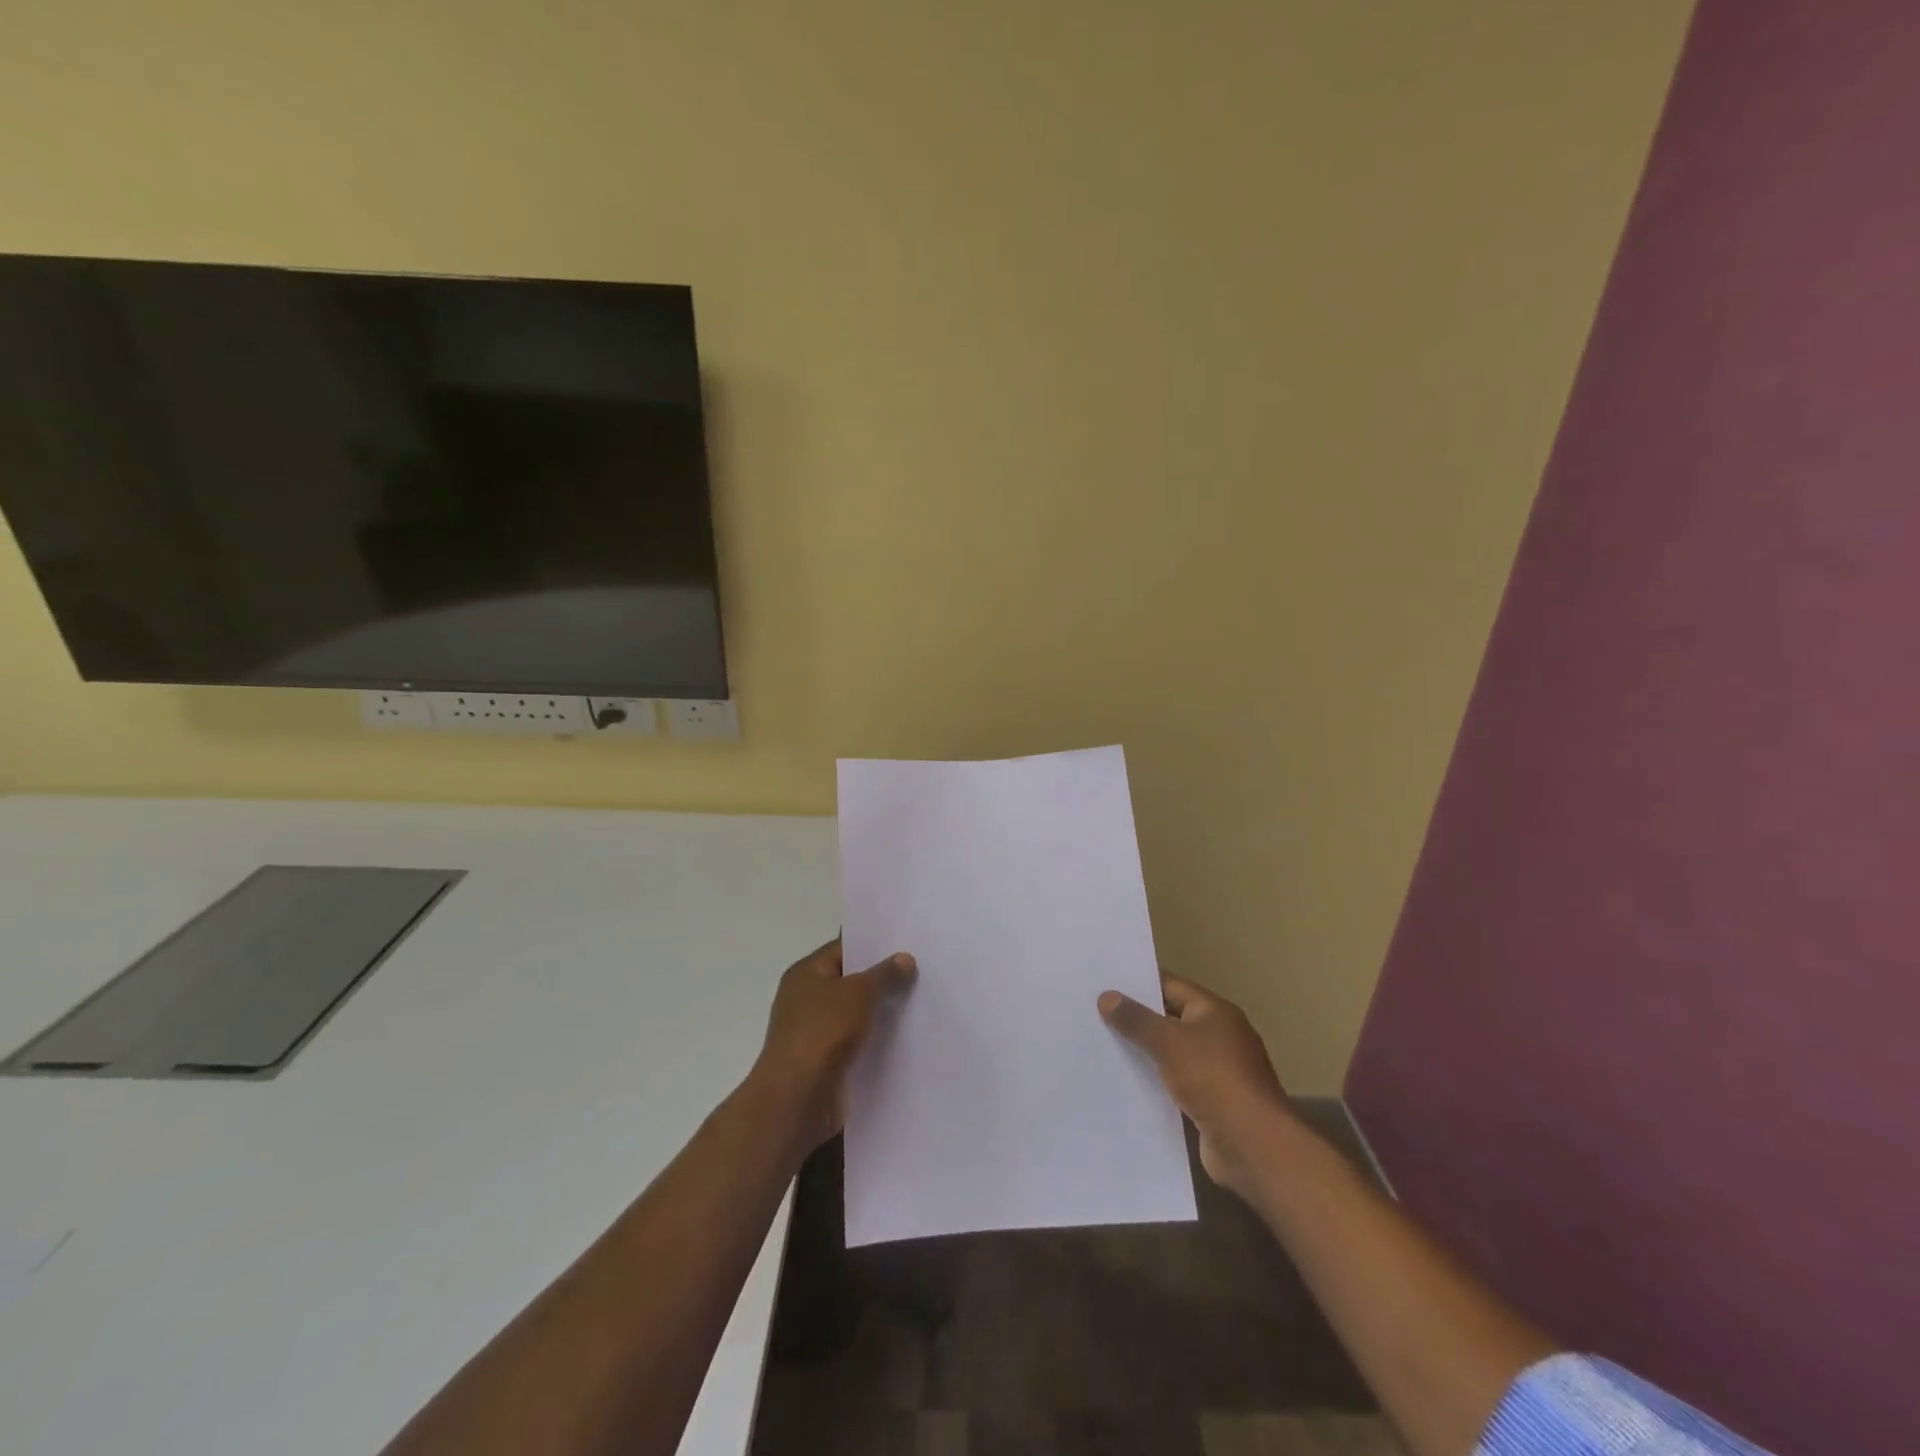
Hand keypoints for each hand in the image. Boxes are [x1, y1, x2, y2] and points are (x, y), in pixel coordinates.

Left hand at [751, 938, 916, 1152]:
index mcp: (805, 973)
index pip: (843, 948)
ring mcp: (815, 1032)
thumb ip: (884, 974)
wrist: (797, 1100)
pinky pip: (857, 1042)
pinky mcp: (826, 1062)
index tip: (907, 943)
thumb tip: (905, 958)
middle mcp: (806, 999)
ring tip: (921, 1002)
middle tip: (921, 971)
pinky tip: (906, 1038)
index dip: (873, 945)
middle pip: (850, 981)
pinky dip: (876, 1040)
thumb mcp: (859, 993)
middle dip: (882, 979)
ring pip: (856, 1014)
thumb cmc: (822, 1032)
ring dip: (881, 1012)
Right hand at [1098, 975, 1290, 1196]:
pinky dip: (1152, 1083)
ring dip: (1142, 1053)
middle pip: (1169, 1020)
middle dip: (1135, 1019)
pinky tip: (1122, 1085)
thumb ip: (1136, 1019)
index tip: (1104, 983)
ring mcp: (1216, 1072)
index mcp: (1215, 1012)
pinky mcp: (1209, 1104)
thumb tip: (1106, 996)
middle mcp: (1218, 1037)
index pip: (1170, 986)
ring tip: (1100, 1047)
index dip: (1138, 983)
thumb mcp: (1169, 1042)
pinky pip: (1173, 1085)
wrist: (1253, 1146)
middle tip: (1093, 1014)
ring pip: (1170, 1055)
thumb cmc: (1214, 1079)